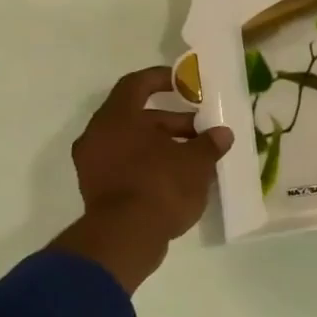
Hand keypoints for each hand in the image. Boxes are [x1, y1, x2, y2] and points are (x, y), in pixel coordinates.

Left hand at [48, 67, 234, 292]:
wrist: (126, 237)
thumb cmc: (161, 186)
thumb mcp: (196, 162)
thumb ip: (209, 143)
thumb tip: (222, 134)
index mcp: (117, 119)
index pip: (136, 84)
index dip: (161, 79)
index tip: (184, 83)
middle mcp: (99, 136)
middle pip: (138, 117)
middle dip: (173, 121)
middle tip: (204, 130)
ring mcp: (95, 164)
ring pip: (134, 142)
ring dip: (165, 144)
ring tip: (198, 155)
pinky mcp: (99, 189)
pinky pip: (128, 164)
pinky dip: (152, 163)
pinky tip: (181, 175)